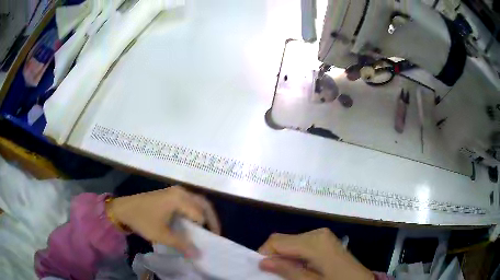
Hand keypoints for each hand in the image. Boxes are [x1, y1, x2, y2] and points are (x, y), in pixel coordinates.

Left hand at [109, 186, 219, 257]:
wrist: (123, 209)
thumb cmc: (142, 220)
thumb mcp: (162, 235)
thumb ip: (182, 244)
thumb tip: (199, 255)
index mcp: (179, 199)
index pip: (200, 215)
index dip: (204, 230)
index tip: (207, 243)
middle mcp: (181, 192)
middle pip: (203, 204)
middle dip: (212, 219)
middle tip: (214, 234)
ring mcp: (175, 191)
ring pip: (197, 202)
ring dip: (204, 215)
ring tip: (205, 230)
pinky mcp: (170, 194)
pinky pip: (189, 202)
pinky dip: (195, 212)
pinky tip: (192, 223)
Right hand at [258, 228, 373, 279]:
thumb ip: (287, 270)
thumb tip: (262, 261)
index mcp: (314, 241)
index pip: (276, 241)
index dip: (264, 255)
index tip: (263, 271)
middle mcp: (317, 233)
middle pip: (282, 239)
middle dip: (274, 255)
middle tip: (274, 274)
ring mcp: (322, 235)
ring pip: (290, 241)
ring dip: (284, 256)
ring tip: (287, 273)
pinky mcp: (325, 239)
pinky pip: (301, 243)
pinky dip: (294, 254)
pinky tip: (299, 267)